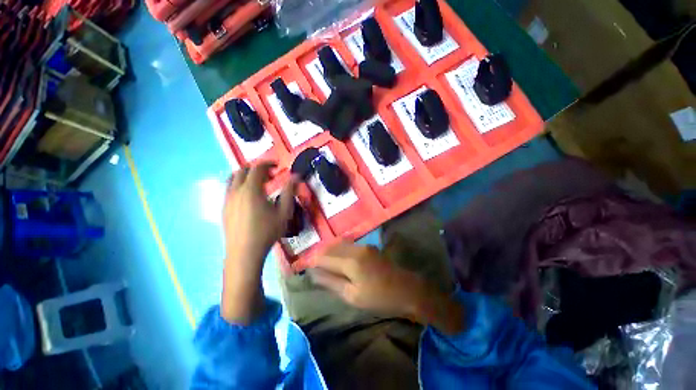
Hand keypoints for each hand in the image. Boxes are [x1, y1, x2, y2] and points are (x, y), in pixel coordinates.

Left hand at [223, 162, 296, 267]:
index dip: (268, 163)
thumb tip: (296, 176)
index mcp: (251, 190)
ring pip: (233, 178)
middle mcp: (236, 191)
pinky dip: (240, 185)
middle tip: (270, 175)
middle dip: (257, 168)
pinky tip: (249, 197)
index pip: (258, 168)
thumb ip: (289, 192)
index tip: (278, 166)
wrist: (244, 253)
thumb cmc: (267, 232)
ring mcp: (227, 199)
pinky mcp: (224, 208)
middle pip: (243, 170)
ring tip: (259, 183)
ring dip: (246, 176)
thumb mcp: (284, 212)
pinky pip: (229, 189)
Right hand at [310, 242, 465, 333]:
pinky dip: (339, 251)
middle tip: (312, 267)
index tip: (304, 268)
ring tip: (322, 264)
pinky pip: (348, 246)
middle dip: (319, 255)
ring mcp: (363, 245)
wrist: (407, 289)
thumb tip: (313, 274)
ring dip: (329, 253)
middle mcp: (355, 248)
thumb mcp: (352, 295)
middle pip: (331, 248)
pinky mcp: (368, 247)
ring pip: (339, 245)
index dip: (313, 262)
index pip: (324, 257)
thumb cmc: (379, 297)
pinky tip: (337, 260)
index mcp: (350, 261)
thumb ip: (331, 282)